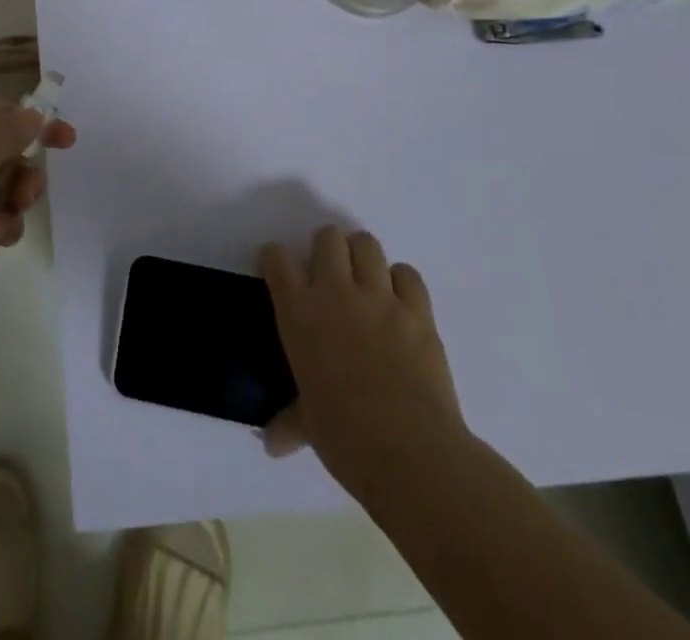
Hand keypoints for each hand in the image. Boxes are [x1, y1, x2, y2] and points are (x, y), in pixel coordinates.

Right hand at [260, 226, 464, 499]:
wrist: (409, 452)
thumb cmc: (344, 437)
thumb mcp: (308, 424)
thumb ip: (290, 422)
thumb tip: (271, 444)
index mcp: (299, 312)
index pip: (276, 259)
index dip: (276, 259)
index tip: (280, 270)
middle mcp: (335, 292)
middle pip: (328, 237)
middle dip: (326, 248)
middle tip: (330, 275)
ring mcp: (380, 298)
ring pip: (367, 244)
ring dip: (362, 257)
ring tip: (365, 282)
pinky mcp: (418, 312)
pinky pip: (408, 274)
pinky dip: (402, 282)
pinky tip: (400, 303)